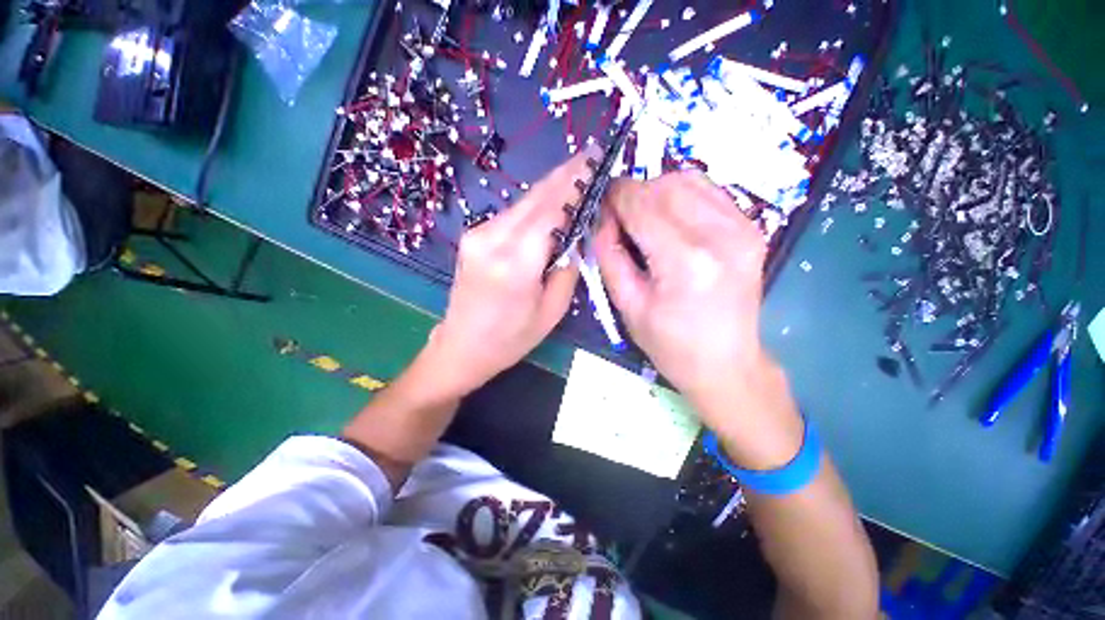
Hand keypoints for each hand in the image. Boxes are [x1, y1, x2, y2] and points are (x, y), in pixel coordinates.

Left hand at [430, 147, 598, 393]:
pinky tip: (551, 202)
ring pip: (523, 202)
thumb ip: (568, 267)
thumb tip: (577, 233)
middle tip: (589, 155)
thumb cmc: (511, 337)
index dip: (575, 183)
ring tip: (576, 174)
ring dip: (551, 188)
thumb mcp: (552, 310)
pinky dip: (535, 205)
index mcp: (516, 262)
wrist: (462, 345)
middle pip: (535, 197)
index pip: (552, 209)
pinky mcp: (473, 236)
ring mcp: (478, 234)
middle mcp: (493, 239)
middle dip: (565, 174)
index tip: (594, 160)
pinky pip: (511, 214)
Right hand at [595, 171, 801, 466]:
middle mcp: (720, 234)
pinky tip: (670, 216)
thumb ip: (610, 255)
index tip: (601, 204)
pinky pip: (709, 190)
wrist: (727, 363)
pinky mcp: (752, 227)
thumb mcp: (627, 305)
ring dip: (657, 190)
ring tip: (643, 216)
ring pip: (688, 179)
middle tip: (618, 215)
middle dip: (633, 192)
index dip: (615, 197)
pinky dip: (682, 194)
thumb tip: (603, 218)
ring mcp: (743, 227)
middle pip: (665, 185)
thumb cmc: (671, 345)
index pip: (641, 205)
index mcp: (685, 262)